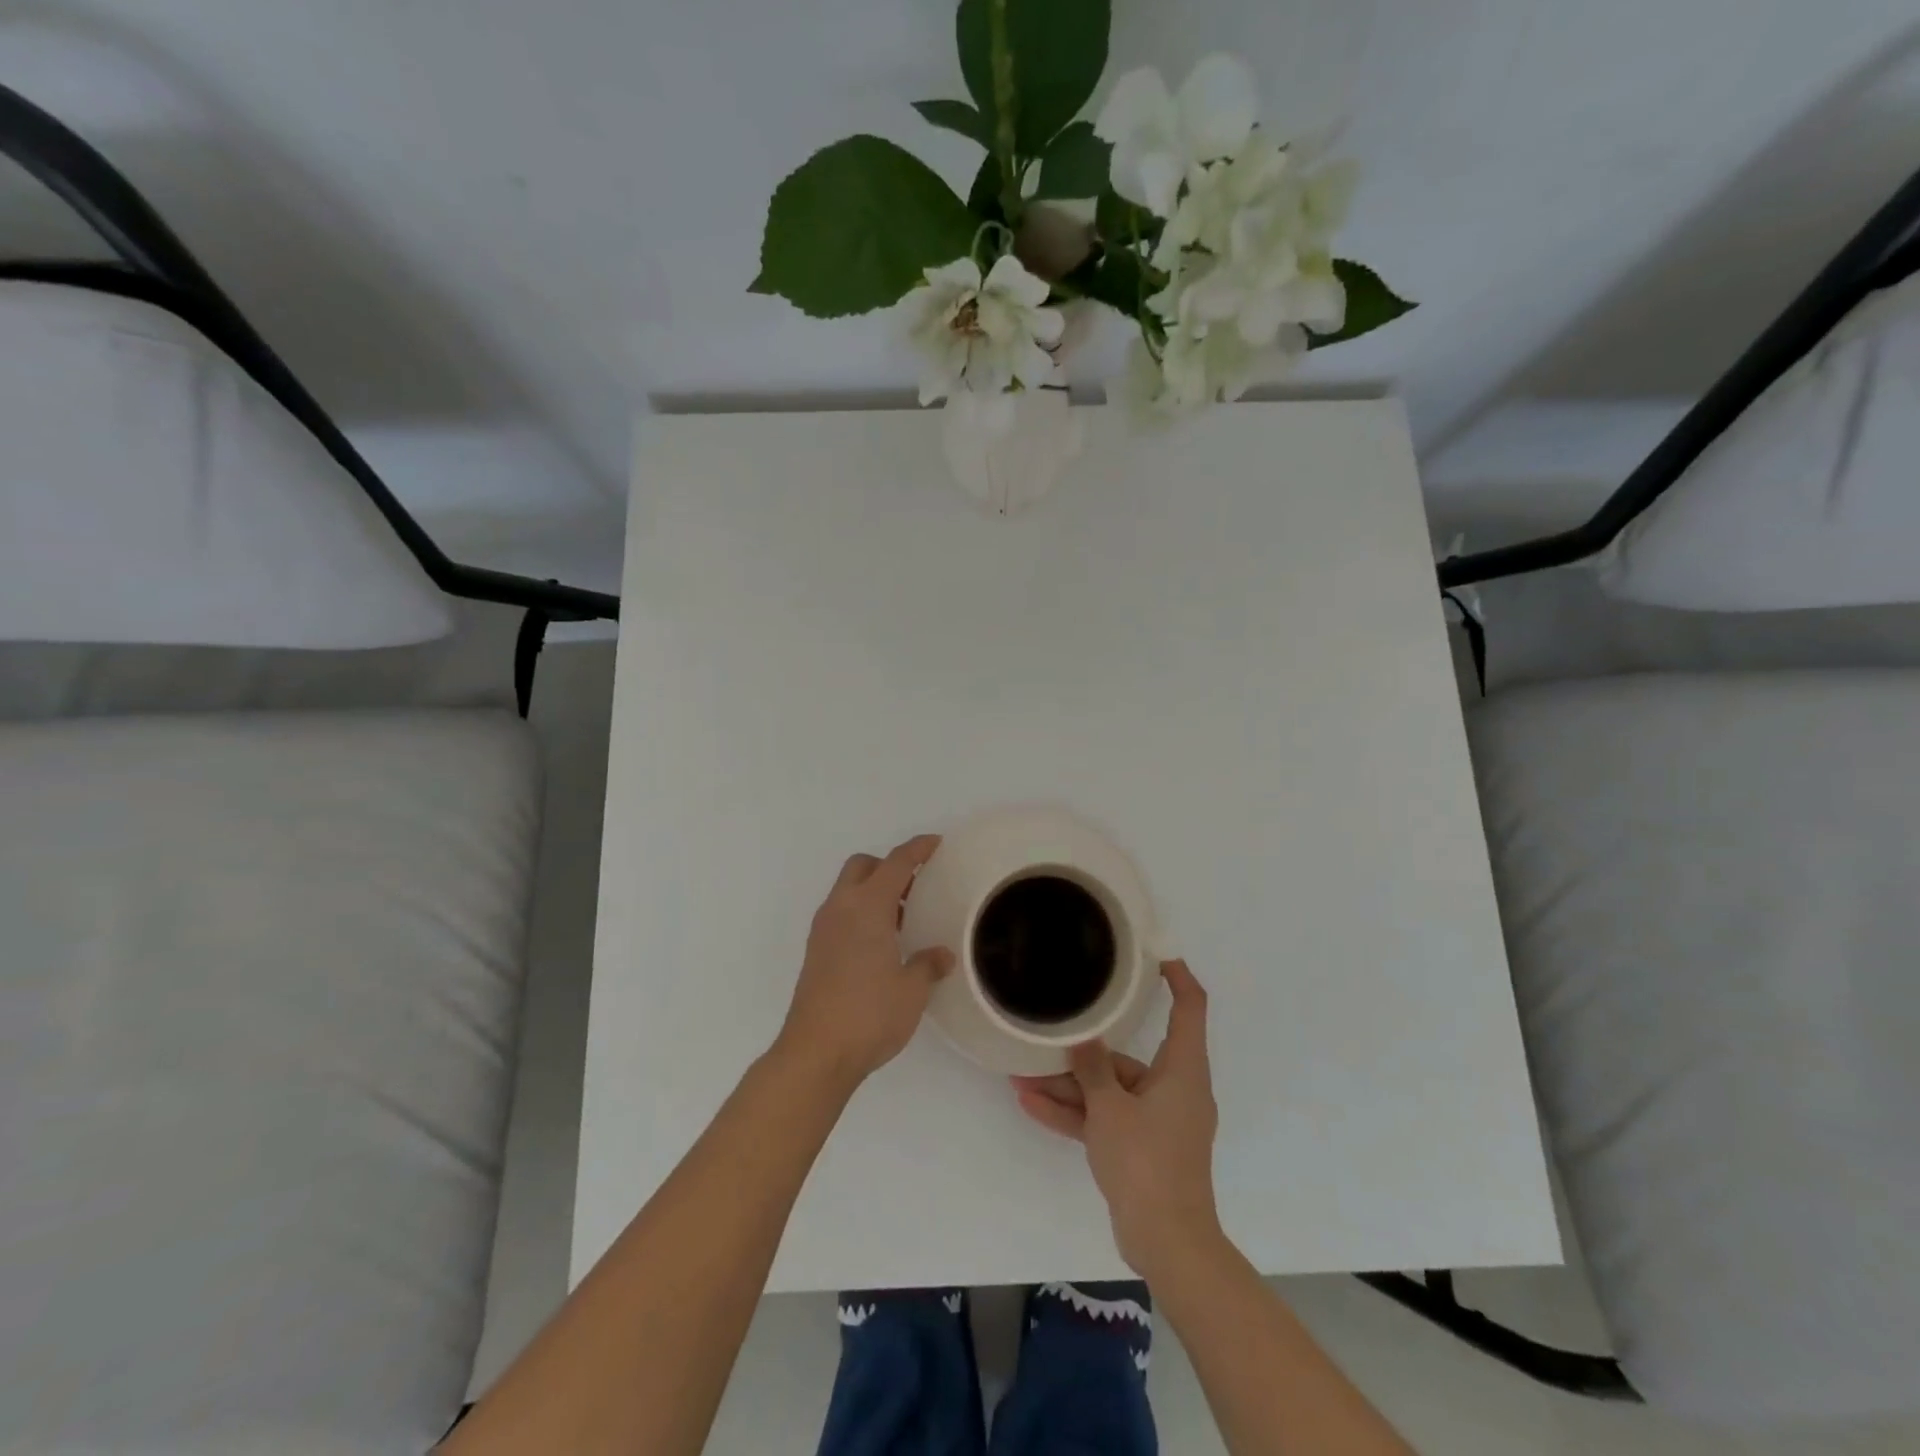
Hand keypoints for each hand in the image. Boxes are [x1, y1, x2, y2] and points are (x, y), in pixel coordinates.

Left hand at [775, 835, 953, 1088]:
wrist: (816, 1053)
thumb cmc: (870, 1014)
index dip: (917, 849)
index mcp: (867, 907)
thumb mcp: (912, 990)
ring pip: (848, 890)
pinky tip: (880, 943)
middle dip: (889, 866)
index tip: (935, 843)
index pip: (895, 863)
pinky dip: (861, 912)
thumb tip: (941, 955)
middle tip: (916, 886)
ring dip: (873, 891)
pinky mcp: (815, 951)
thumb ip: (927, 965)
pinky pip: (840, 913)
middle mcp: (841, 908)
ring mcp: (823, 929)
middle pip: (863, 866)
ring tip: (903, 918)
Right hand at [1011, 959, 1221, 1279]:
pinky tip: (1031, 1106)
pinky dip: (1076, 1115)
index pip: (1190, 1007)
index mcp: (1182, 1069)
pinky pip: (1106, 1120)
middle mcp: (1174, 1088)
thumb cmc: (1146, 1162)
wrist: (1167, 1243)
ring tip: (1022, 1078)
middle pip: (1129, 1057)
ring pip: (1110, 1091)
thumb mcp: (1110, 1108)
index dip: (1177, 975)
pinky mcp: (1141, 1148)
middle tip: (1050, 1034)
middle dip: (1085, 1053)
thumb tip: (1082, 1037)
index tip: (1154, 952)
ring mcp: (1157, 1121)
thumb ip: (1092, 1069)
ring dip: (1069, 1088)